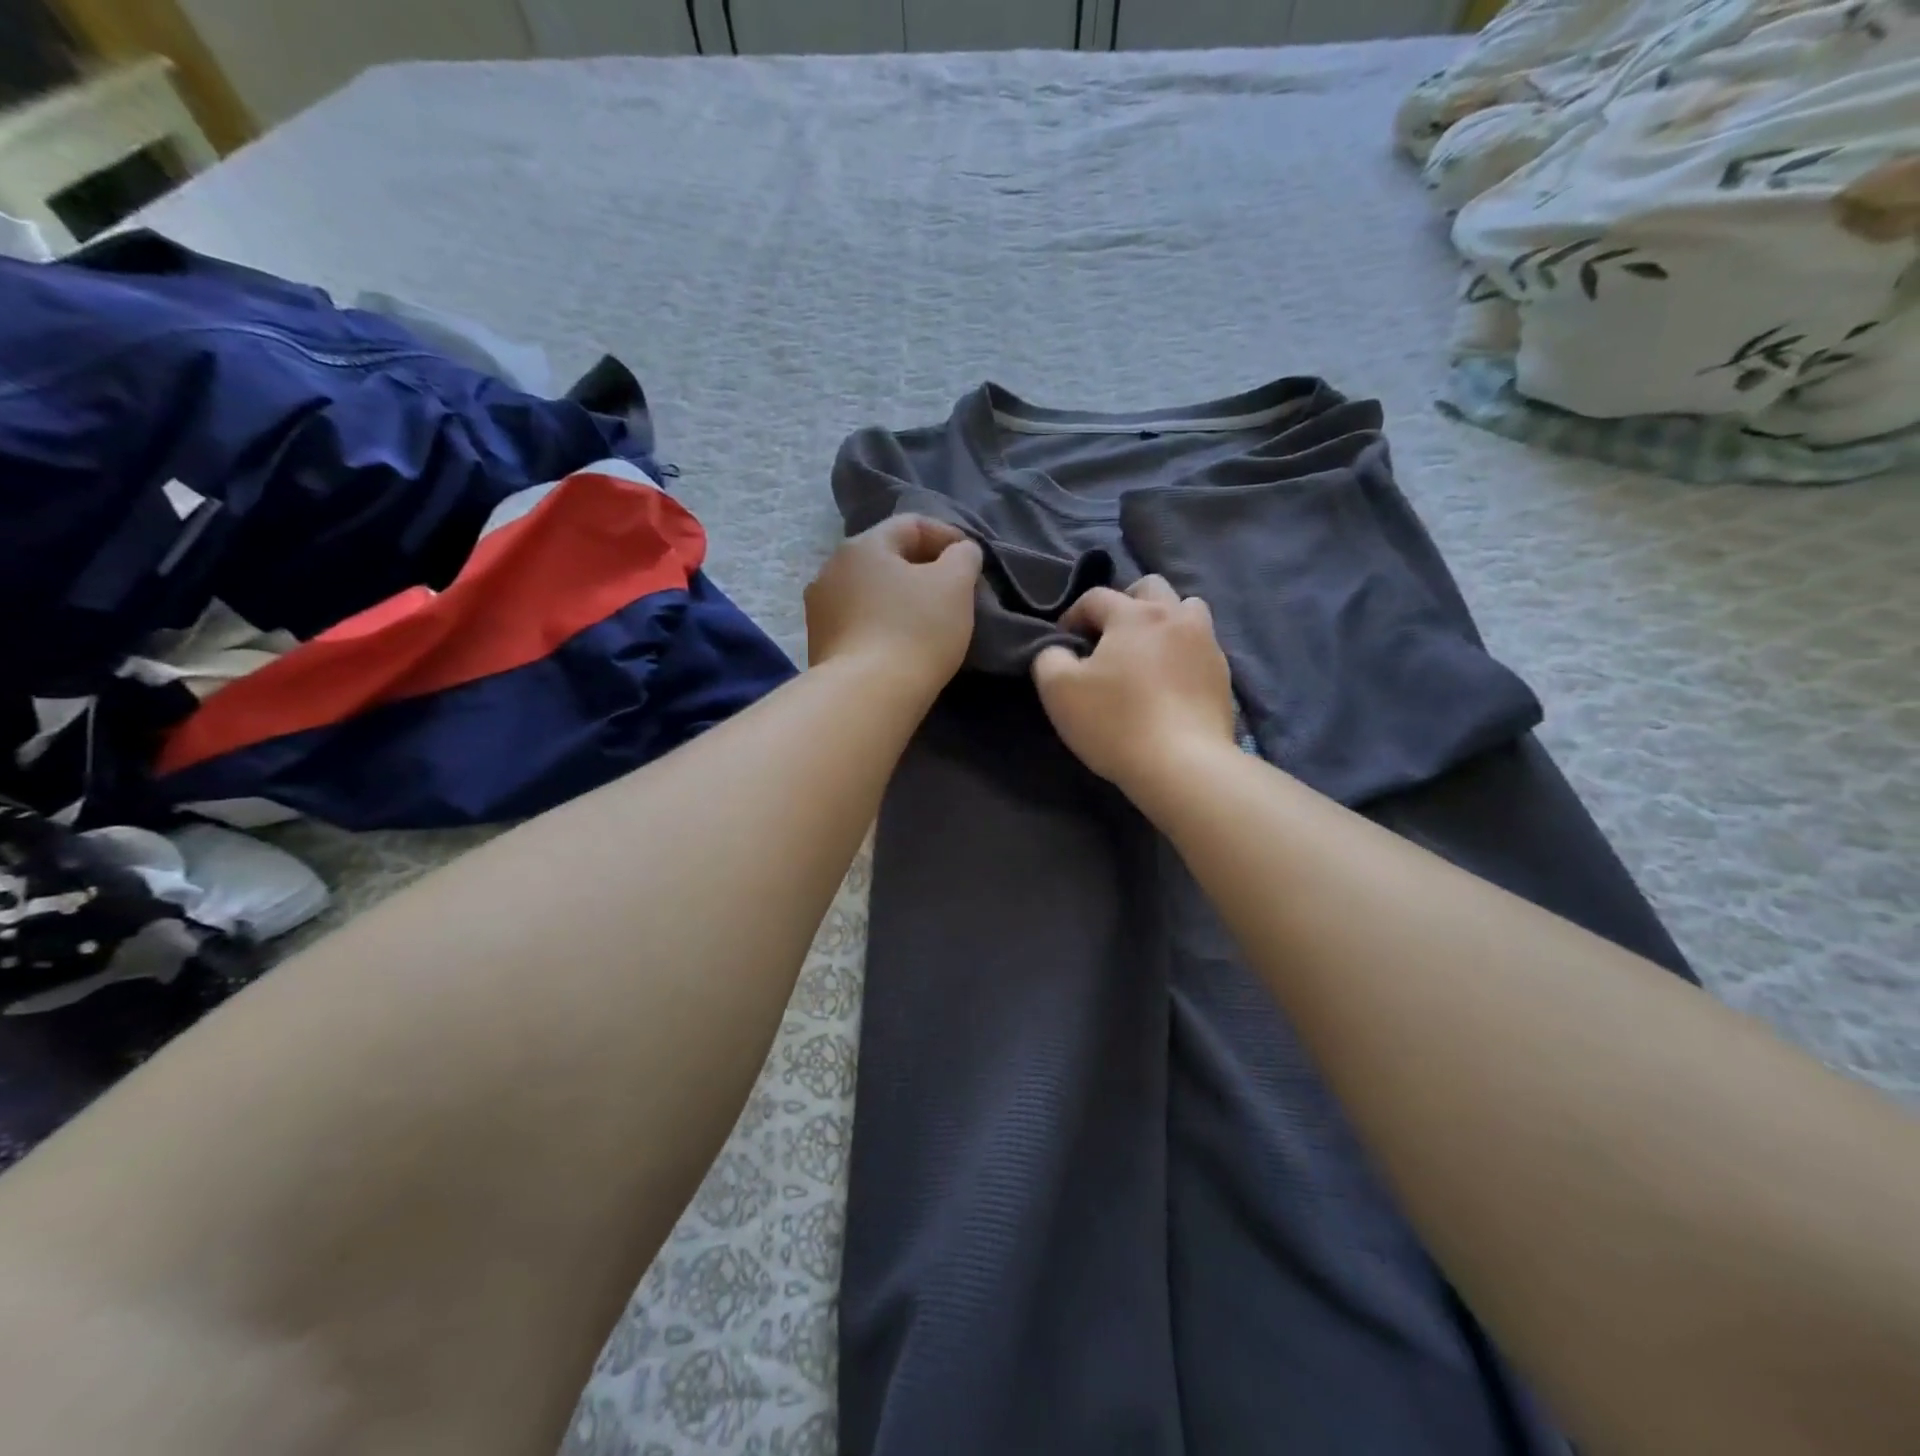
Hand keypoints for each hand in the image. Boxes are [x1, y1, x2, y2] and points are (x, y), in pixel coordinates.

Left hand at [805, 515, 982, 689]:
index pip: (911, 525)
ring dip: (899, 598)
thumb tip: (960, 552)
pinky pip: (858, 621)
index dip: (947, 536)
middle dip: (922, 569)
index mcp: (862, 545)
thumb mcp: (955, 585)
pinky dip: (882, 623)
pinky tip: (900, 644)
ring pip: (870, 591)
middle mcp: (831, 568)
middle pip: (886, 557)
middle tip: (953, 592)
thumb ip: (963, 557)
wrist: (866, 696)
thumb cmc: (915, 631)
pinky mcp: (818, 644)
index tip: (972, 562)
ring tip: (926, 621)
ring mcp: (819, 608)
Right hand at [1032, 576, 1236, 796]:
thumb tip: (1057, 649)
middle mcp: (1175, 616)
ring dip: (1163, 621)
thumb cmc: (1114, 722)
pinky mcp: (1223, 675)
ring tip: (1146, 653)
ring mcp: (1206, 644)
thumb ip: (1049, 657)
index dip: (1072, 617)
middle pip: (1149, 588)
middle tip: (1108, 638)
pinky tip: (1169, 683)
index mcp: (1134, 614)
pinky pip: (1200, 647)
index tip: (1063, 645)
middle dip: (1124, 604)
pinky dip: (1182, 653)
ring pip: (1186, 610)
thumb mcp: (1058, 690)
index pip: (1095, 597)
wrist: (1182, 765)